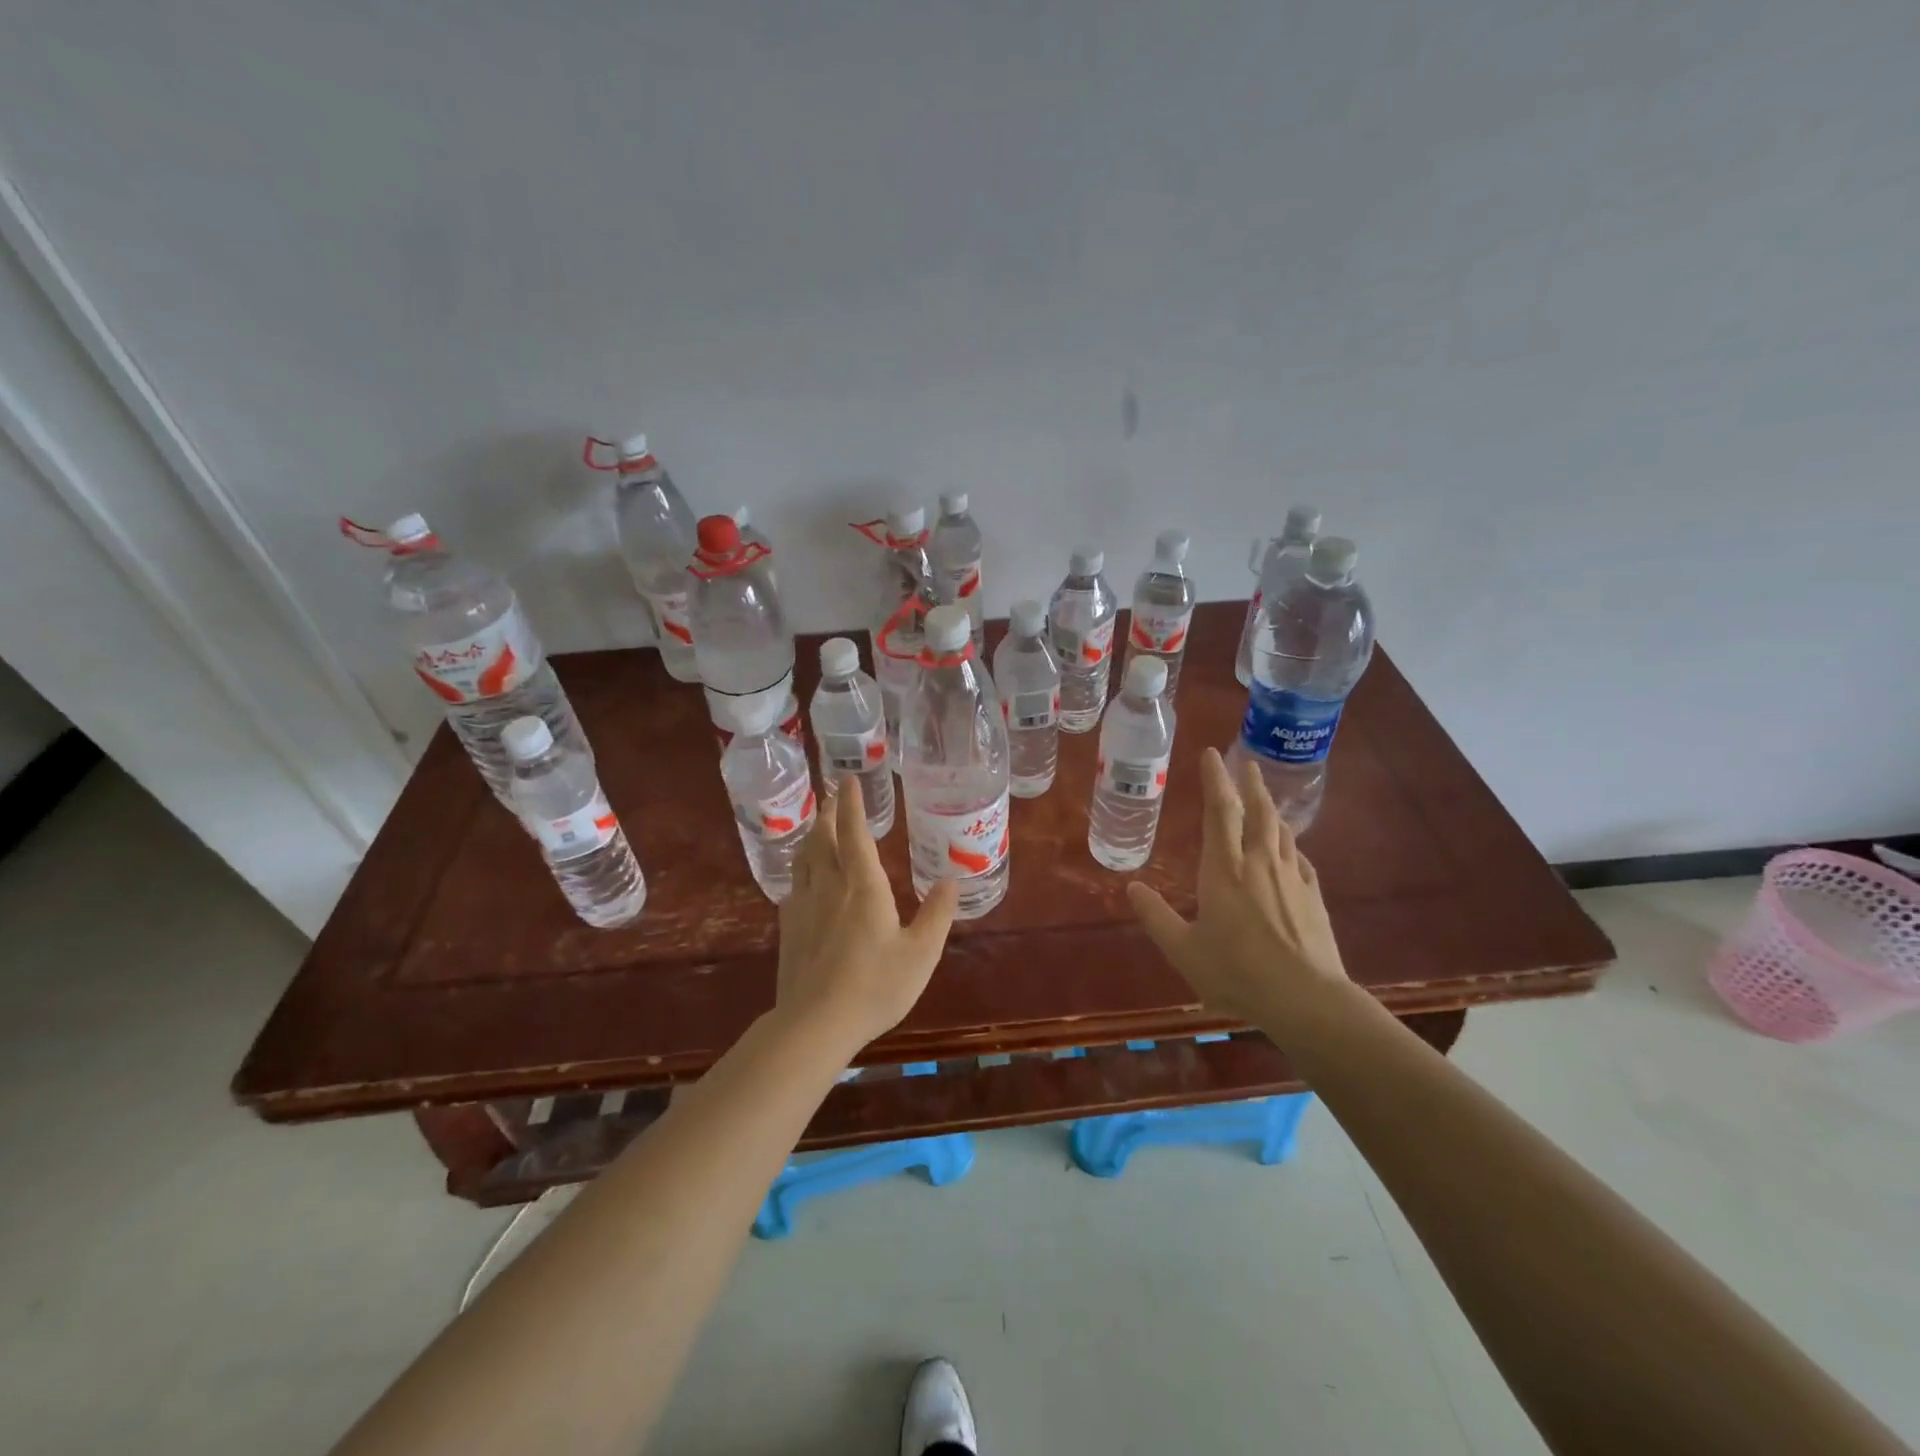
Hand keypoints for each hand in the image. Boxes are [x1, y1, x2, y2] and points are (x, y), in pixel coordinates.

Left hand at [776, 776, 959, 1050]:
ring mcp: (803, 906)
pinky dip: (801, 869)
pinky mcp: (789, 928)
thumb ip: (937, 914)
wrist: (815, 1023)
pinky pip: (794, 885)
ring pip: (804, 859)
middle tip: (833, 796)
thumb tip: (952, 880)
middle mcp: (829, 886)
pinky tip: (805, 880)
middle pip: (822, 838)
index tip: (847, 780)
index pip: (854, 833)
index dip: (851, 804)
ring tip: (818, 827)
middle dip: (828, 813)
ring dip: (811, 836)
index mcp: (863, 886)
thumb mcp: (921, 953)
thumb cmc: (875, 986)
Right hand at [1127, 748, 1349, 1028]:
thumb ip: (1156, 917)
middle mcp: (1259, 863)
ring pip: (1280, 829)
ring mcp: (1291, 877)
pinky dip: (1289, 843)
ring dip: (1270, 806)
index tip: (1211, 754)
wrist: (1307, 1000)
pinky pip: (1299, 857)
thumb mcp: (1184, 950)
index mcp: (1224, 870)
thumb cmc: (1237, 973)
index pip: (1219, 812)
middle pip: (1257, 811)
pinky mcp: (1313, 896)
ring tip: (1265, 795)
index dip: (1215, 780)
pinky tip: (1289, 847)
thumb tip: (1132, 887)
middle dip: (1249, 783)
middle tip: (1245, 761)